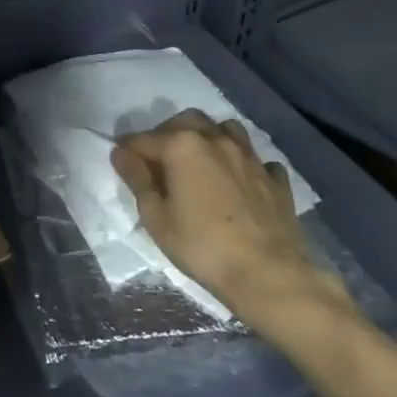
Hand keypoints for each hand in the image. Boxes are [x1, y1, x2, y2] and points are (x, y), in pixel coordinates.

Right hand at [111, 110, 354, 337]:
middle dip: (169, 132)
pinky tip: (242, 180)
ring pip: (227, 130)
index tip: (120, 160)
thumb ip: (137, 180)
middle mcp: (216, 140)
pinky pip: (258, 160)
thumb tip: (121, 153)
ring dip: (210, 137)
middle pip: (187, 121)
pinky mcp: (276, 180)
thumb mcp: (157, 218)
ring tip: (203, 160)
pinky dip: (246, 164)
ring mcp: (250, 157)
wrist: (270, 276)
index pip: (144, 139)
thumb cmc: (203, 247)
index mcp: (182, 145)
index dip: (128, 149)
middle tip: (161, 158)